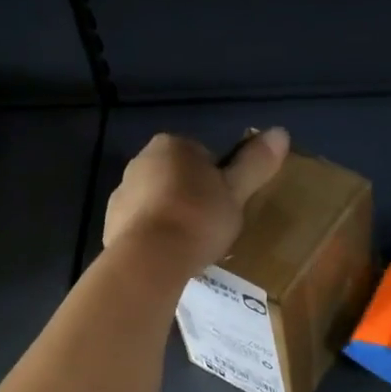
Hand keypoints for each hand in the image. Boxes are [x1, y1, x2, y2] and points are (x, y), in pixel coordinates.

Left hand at [103, 129, 289, 273]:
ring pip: (157, 201)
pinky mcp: (110, 225)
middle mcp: (140, 161)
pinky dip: (154, 237)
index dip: (218, 180)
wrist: (150, 259)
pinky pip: (141, 226)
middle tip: (213, 225)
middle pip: (177, 177)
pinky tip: (169, 257)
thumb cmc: (198, 217)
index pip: (202, 155)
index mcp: (171, 145)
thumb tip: (281, 132)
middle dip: (192, 196)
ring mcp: (121, 194)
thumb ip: (256, 162)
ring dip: (172, 216)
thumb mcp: (236, 191)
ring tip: (192, 245)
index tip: (226, 204)